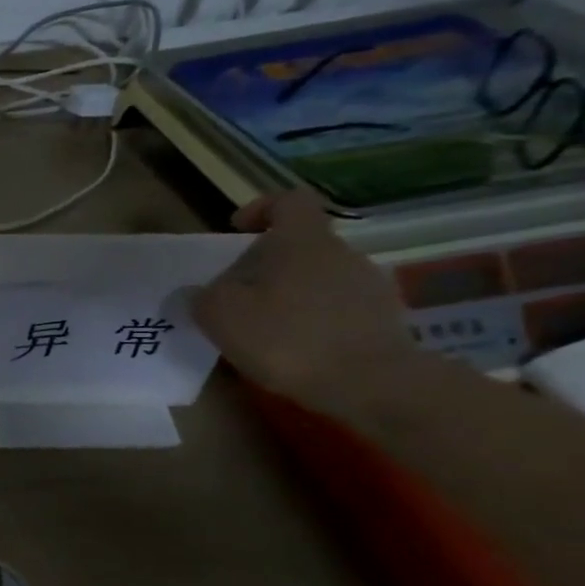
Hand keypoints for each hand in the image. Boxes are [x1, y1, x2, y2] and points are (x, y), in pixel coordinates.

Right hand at [194, 191, 418, 415]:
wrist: (373, 384)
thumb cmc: (287, 337)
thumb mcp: (220, 315)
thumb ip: (202, 297)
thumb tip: (199, 292)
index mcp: (302, 241)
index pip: (289, 201)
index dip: (261, 209)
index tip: (237, 231)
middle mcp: (342, 253)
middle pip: (301, 245)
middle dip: (267, 265)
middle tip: (238, 295)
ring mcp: (370, 286)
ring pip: (319, 278)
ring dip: (291, 295)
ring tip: (265, 330)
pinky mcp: (385, 321)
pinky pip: (339, 309)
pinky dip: (315, 321)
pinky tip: (297, 351)